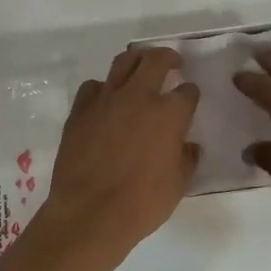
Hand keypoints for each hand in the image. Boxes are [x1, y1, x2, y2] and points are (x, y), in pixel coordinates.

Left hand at [0, 47, 199, 270]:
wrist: (91, 213)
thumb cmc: (142, 203)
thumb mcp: (179, 184)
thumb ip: (186, 158)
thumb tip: (187, 145)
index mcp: (169, 114)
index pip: (187, 91)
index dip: (190, 93)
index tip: (189, 97)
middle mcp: (139, 97)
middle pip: (155, 60)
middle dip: (167, 57)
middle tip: (172, 62)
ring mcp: (106, 100)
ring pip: (123, 63)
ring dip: (136, 61)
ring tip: (140, 67)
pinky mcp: (80, 110)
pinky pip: (93, 87)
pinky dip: (104, 88)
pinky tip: (106, 99)